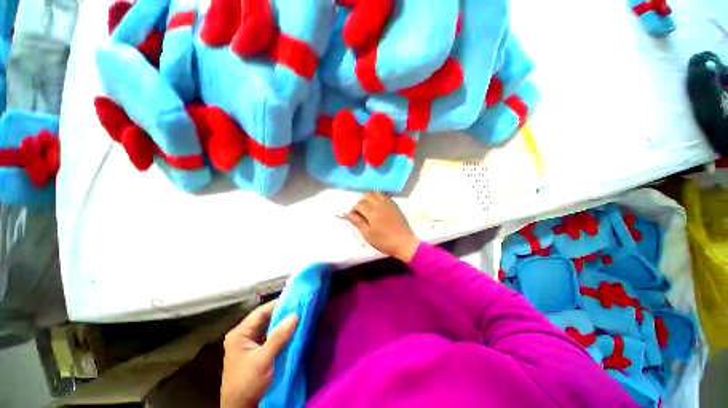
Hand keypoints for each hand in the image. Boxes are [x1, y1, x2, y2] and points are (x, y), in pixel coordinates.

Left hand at [220, 301, 297, 407]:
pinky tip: (292, 331)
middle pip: (264, 319)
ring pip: (268, 329)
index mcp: (239, 334)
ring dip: (282, 324)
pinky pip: (270, 338)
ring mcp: (249, 345)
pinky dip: (280, 334)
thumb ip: (279, 336)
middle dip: (282, 314)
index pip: (260, 312)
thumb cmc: (247, 382)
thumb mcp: (263, 359)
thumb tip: (295, 315)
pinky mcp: (256, 353)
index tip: (294, 299)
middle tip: (299, 307)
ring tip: (298, 316)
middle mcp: (243, 336)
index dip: (277, 304)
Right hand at [345, 192, 420, 261]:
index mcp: (372, 212)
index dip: (354, 209)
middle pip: (367, 195)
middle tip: (360, 211)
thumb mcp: (368, 234)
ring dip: (370, 198)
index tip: (353, 217)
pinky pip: (384, 196)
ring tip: (369, 208)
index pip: (359, 204)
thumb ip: (357, 222)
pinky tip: (378, 207)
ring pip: (376, 193)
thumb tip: (348, 214)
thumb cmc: (384, 241)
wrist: (404, 242)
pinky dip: (378, 198)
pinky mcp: (395, 205)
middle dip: (361, 201)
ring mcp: (389, 203)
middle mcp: (380, 204)